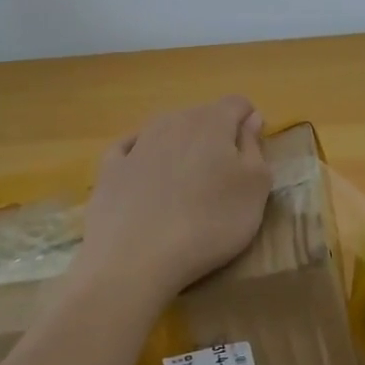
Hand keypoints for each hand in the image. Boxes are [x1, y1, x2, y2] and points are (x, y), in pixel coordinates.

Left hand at [75, 96, 272, 304]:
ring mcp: (137, 144)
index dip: (249, 125)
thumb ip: (255, 148)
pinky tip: (146, 181)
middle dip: (216, 138)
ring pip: (167, 132)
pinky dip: (143, 160)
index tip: (252, 157)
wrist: (134, 260)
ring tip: (187, 188)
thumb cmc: (210, 223)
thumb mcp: (255, 189)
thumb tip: (250, 119)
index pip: (238, 104)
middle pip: (202, 117)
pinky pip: (131, 152)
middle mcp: (173, 121)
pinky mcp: (109, 170)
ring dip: (181, 149)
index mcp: (213, 121)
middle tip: (224, 180)